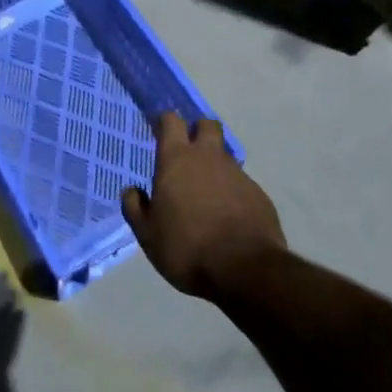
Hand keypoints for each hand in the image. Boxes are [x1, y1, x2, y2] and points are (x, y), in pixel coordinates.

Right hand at [121, 112, 284, 298]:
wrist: (245, 270)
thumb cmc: (187, 248)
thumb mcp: (148, 235)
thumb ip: (135, 208)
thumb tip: (132, 191)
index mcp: (176, 159)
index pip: (171, 121)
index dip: (165, 122)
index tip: (160, 131)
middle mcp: (208, 157)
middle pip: (206, 125)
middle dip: (198, 131)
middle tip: (189, 153)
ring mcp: (237, 174)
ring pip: (225, 156)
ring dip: (216, 166)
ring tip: (208, 194)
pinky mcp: (259, 194)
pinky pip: (242, 183)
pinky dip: (234, 192)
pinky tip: (229, 216)